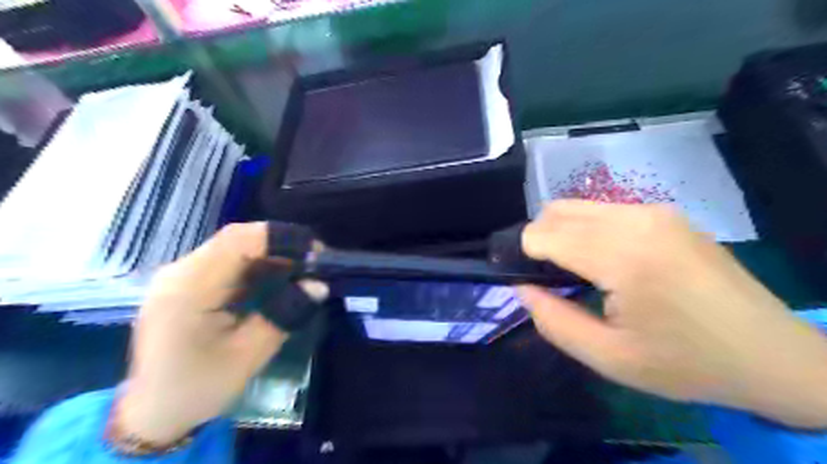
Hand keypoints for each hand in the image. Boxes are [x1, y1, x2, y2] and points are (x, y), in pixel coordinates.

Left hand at [118, 223, 324, 447]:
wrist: (152, 413)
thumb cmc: (199, 387)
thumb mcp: (250, 354)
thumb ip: (286, 313)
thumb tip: (319, 284)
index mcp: (190, 287)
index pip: (239, 241)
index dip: (282, 239)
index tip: (316, 253)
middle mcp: (180, 272)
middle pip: (236, 238)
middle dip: (280, 244)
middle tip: (314, 261)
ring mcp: (180, 276)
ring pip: (233, 246)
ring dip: (270, 253)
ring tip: (302, 268)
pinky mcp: (186, 283)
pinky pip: (227, 261)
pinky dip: (257, 264)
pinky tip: (276, 277)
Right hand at [518, 202, 826, 429]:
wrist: (769, 354)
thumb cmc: (685, 363)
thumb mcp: (608, 357)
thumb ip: (553, 320)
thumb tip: (521, 287)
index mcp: (623, 256)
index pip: (543, 233)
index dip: (522, 254)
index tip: (524, 280)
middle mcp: (637, 220)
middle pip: (556, 211)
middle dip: (538, 240)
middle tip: (547, 280)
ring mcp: (654, 211)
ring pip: (577, 206)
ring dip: (561, 233)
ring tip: (574, 271)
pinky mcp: (665, 213)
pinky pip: (604, 210)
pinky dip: (586, 230)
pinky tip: (602, 261)